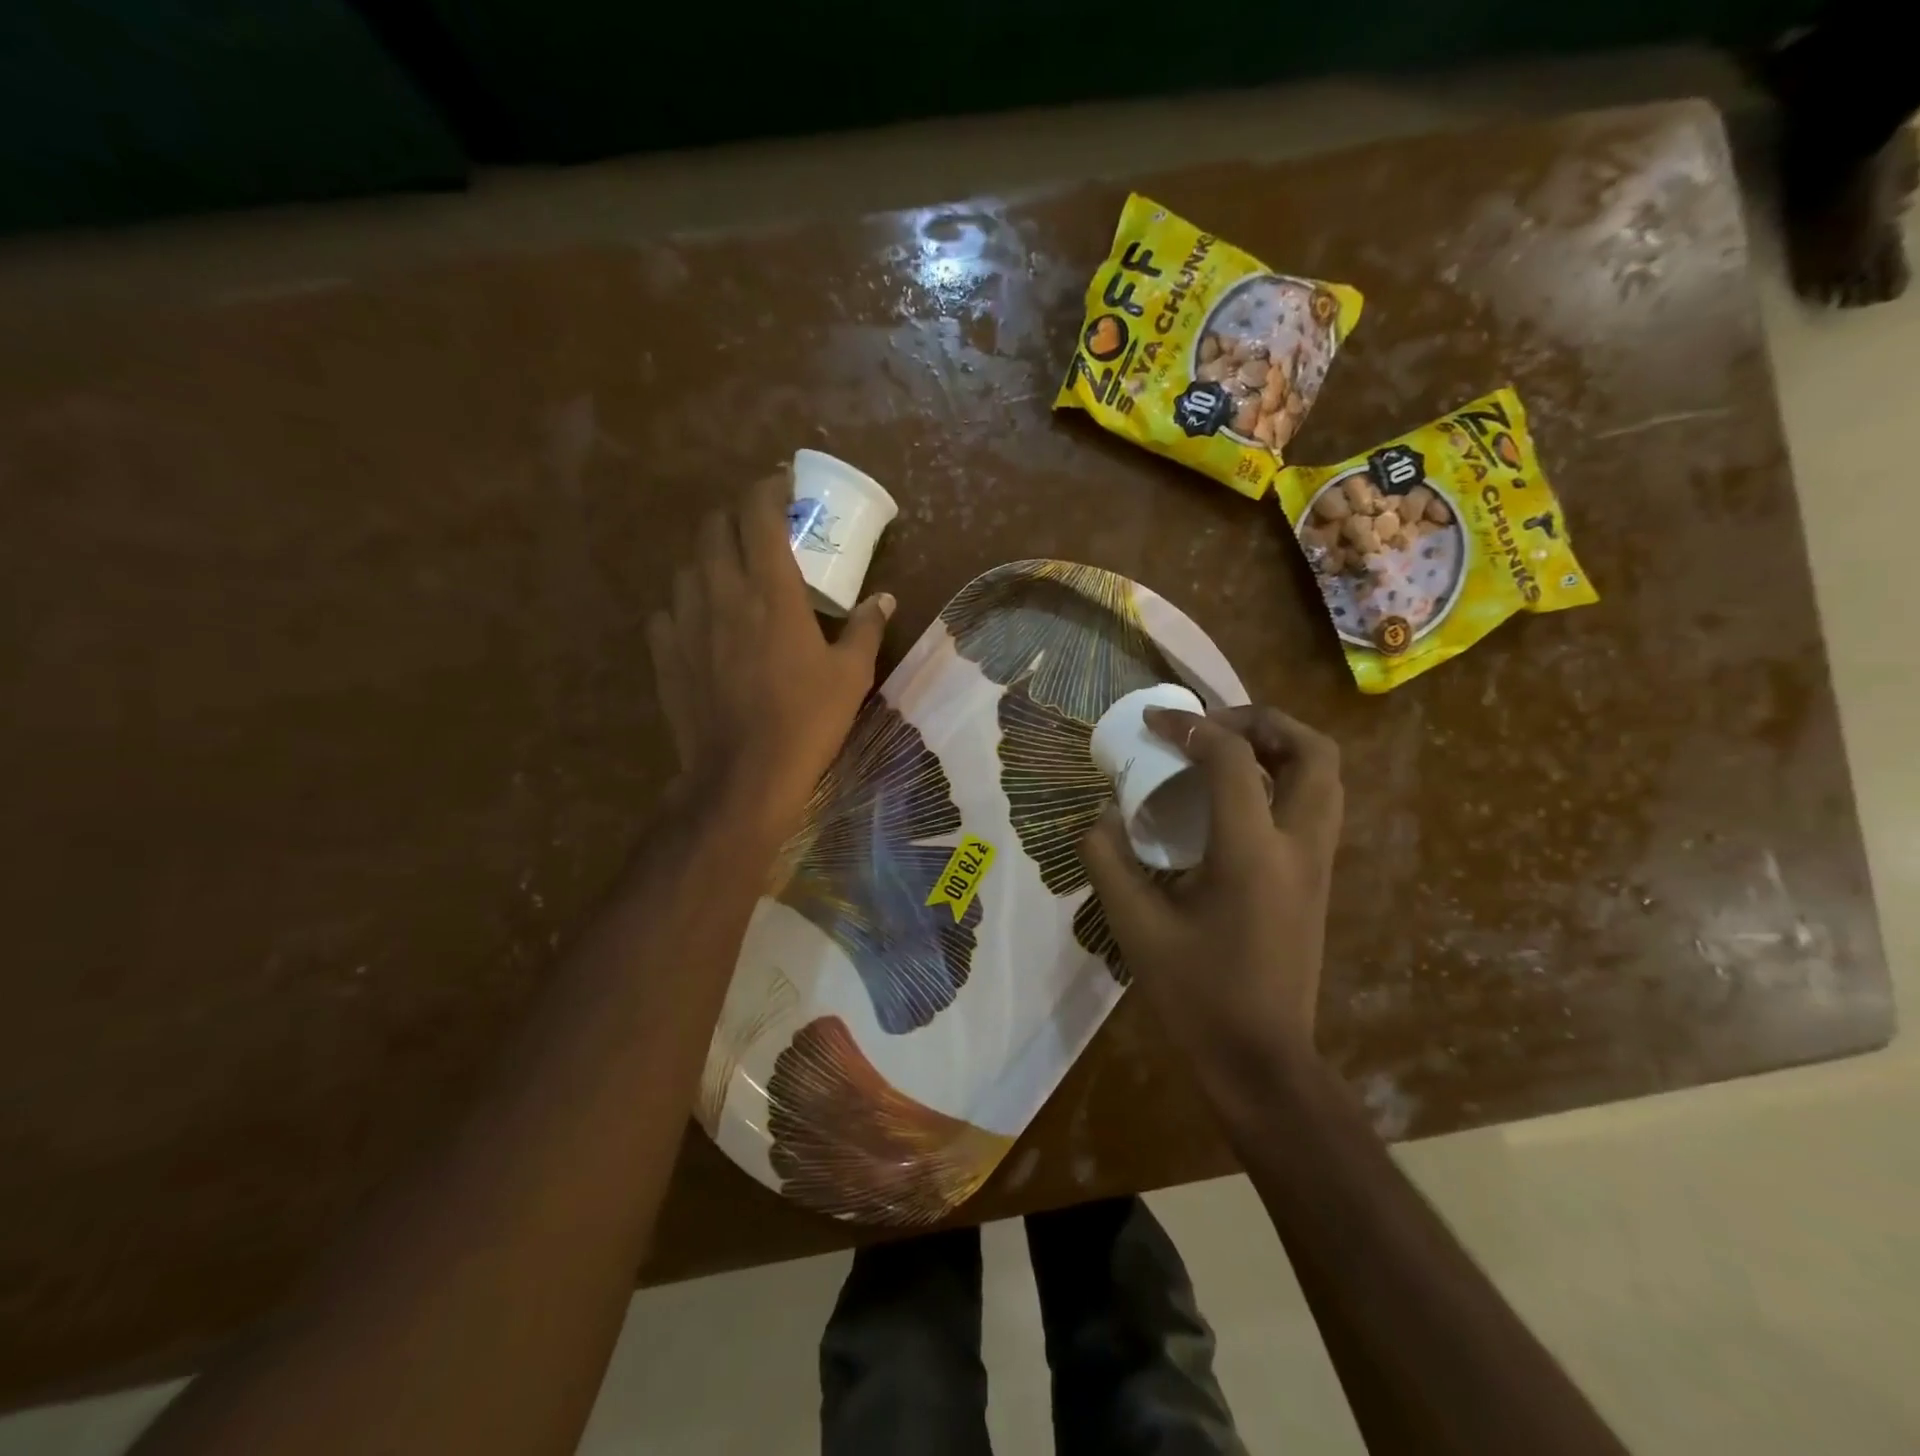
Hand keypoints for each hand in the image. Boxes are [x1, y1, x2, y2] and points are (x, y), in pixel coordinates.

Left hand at [648, 471, 892, 844]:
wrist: (744, 775)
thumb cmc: (807, 720)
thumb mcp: (851, 674)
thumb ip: (867, 628)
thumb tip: (884, 599)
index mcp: (770, 590)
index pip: (758, 513)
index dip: (769, 487)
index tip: (785, 483)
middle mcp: (721, 592)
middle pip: (714, 527)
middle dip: (737, 515)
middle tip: (762, 528)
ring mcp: (686, 622)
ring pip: (688, 565)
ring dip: (710, 557)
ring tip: (732, 574)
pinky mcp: (665, 653)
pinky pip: (669, 610)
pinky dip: (687, 603)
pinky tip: (703, 622)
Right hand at [1080, 704, 1342, 1078]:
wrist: (1262, 1061)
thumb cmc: (1197, 996)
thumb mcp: (1136, 927)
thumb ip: (1109, 862)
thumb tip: (1101, 818)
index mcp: (1252, 853)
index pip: (1233, 759)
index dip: (1191, 727)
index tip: (1154, 723)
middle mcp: (1299, 847)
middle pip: (1312, 752)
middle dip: (1263, 722)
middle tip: (1213, 726)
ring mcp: (1319, 865)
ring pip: (1325, 777)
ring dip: (1281, 747)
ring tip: (1227, 751)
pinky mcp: (1319, 882)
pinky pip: (1315, 806)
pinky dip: (1284, 780)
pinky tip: (1236, 801)